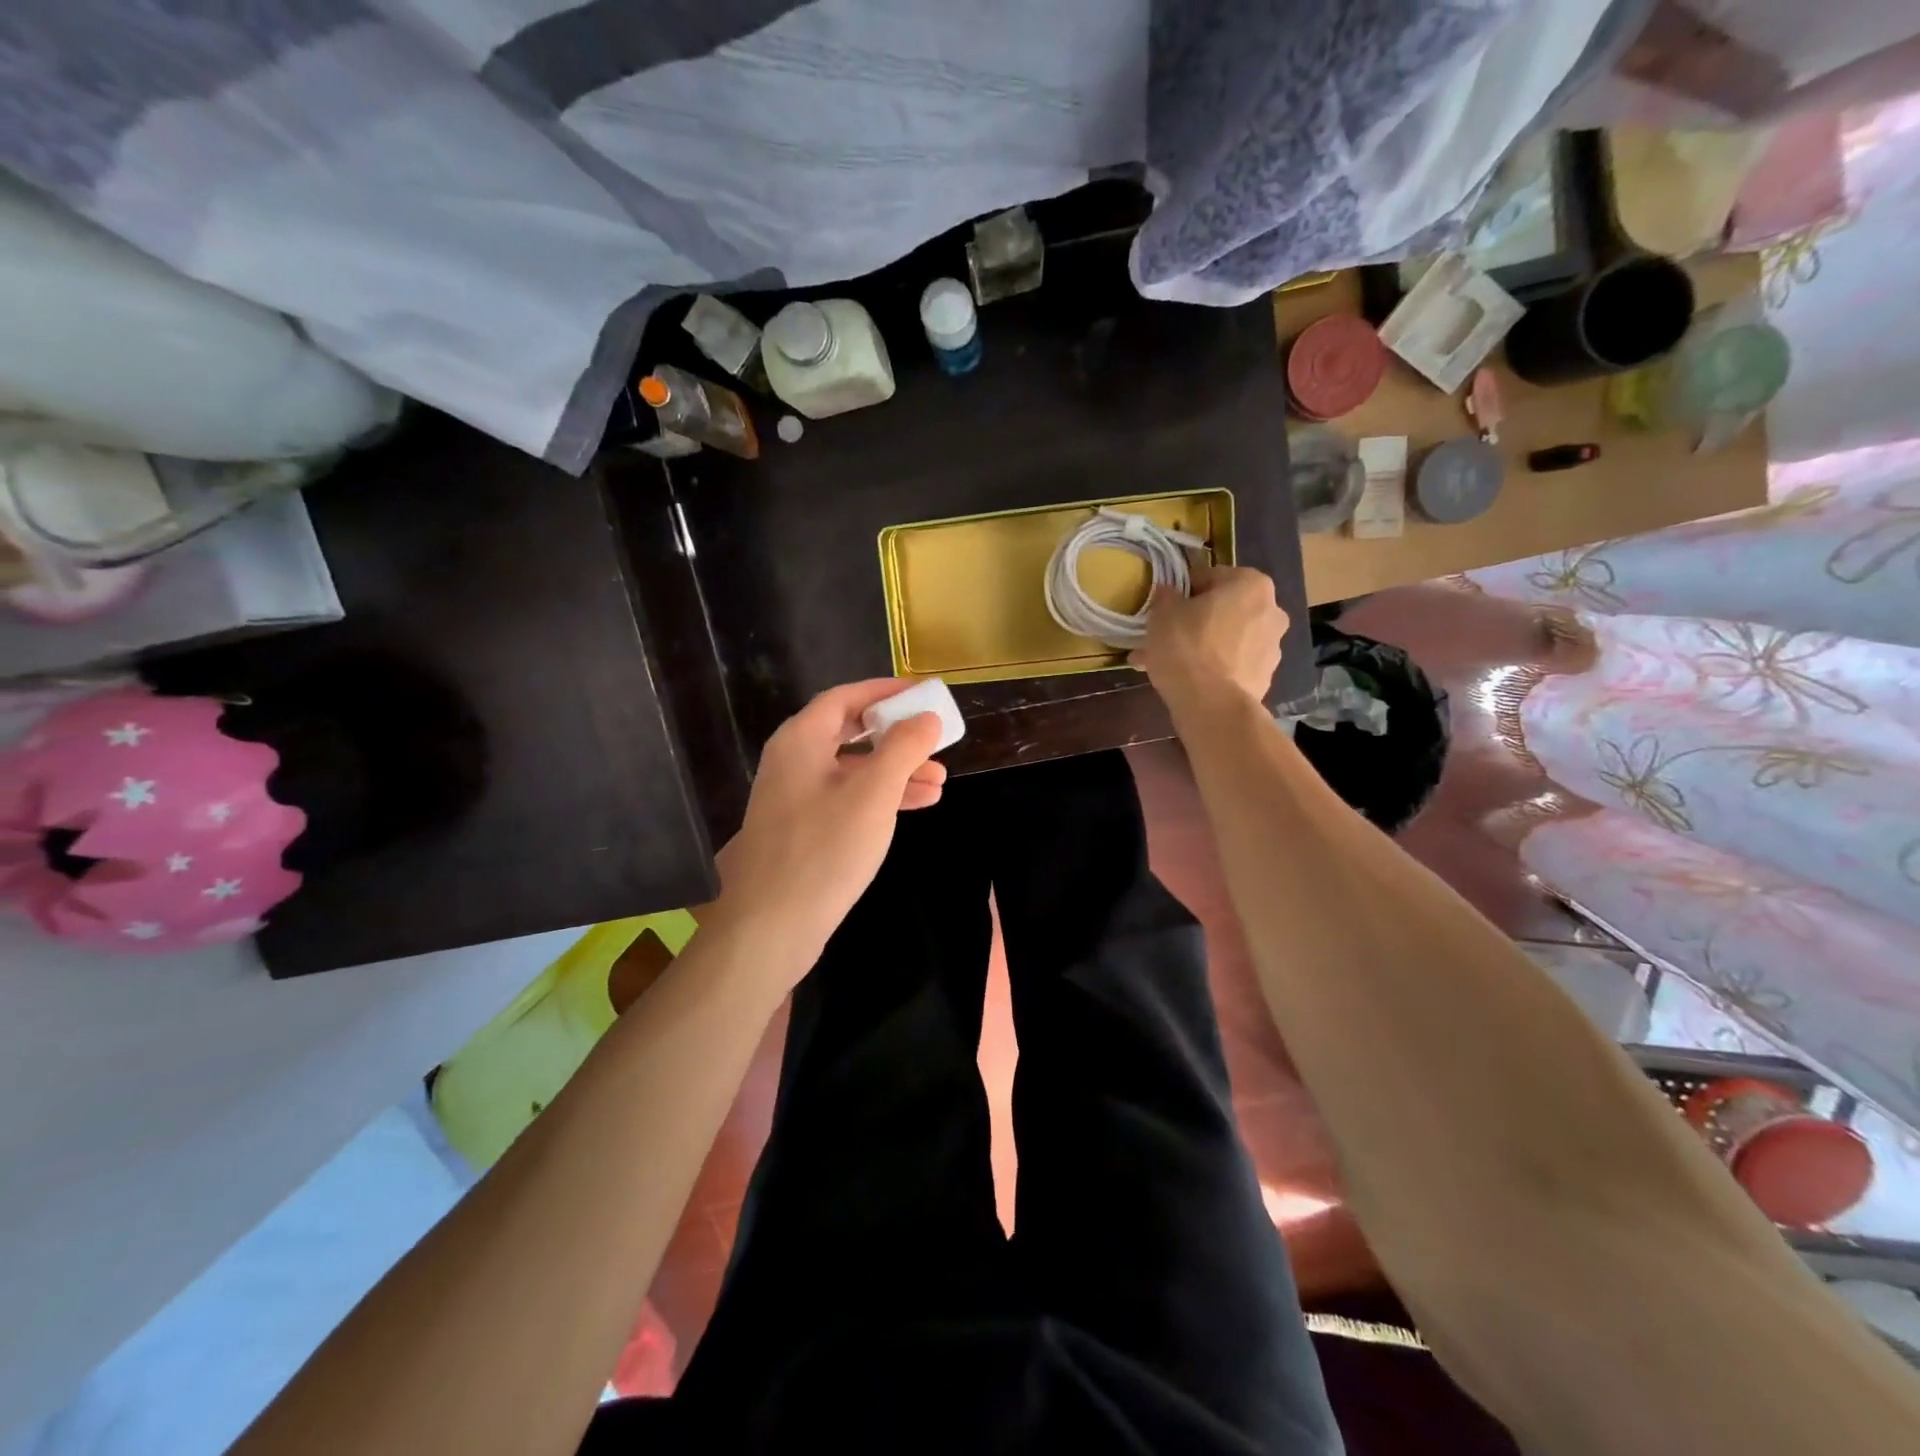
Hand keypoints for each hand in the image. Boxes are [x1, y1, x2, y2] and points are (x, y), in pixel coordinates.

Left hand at [707, 679, 947, 970]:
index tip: (922, 693)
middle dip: (897, 737)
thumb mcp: (873, 794)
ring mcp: (795, 797)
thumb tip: (926, 718)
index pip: (846, 697)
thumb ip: (902, 749)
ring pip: (853, 770)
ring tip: (940, 782)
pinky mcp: (803, 829)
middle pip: (851, 733)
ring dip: (895, 771)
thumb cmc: (824, 849)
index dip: (885, 692)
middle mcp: (793, 761)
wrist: (771, 926)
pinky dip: (880, 797)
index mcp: (801, 740)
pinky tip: (917, 805)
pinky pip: (847, 798)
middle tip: (936, 741)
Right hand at [1132, 565, 1286, 712]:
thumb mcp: (1163, 614)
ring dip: (1201, 646)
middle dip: (1193, 622)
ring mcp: (1272, 647)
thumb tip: (1169, 593)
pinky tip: (1184, 681)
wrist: (1213, 706)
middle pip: (1222, 610)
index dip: (1181, 592)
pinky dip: (1211, 669)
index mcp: (1251, 584)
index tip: (1163, 609)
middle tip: (1163, 638)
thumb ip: (1166, 596)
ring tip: (1166, 665)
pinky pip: (1231, 665)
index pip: (1208, 577)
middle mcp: (1271, 610)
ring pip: (1226, 639)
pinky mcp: (1264, 677)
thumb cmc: (1188, 648)